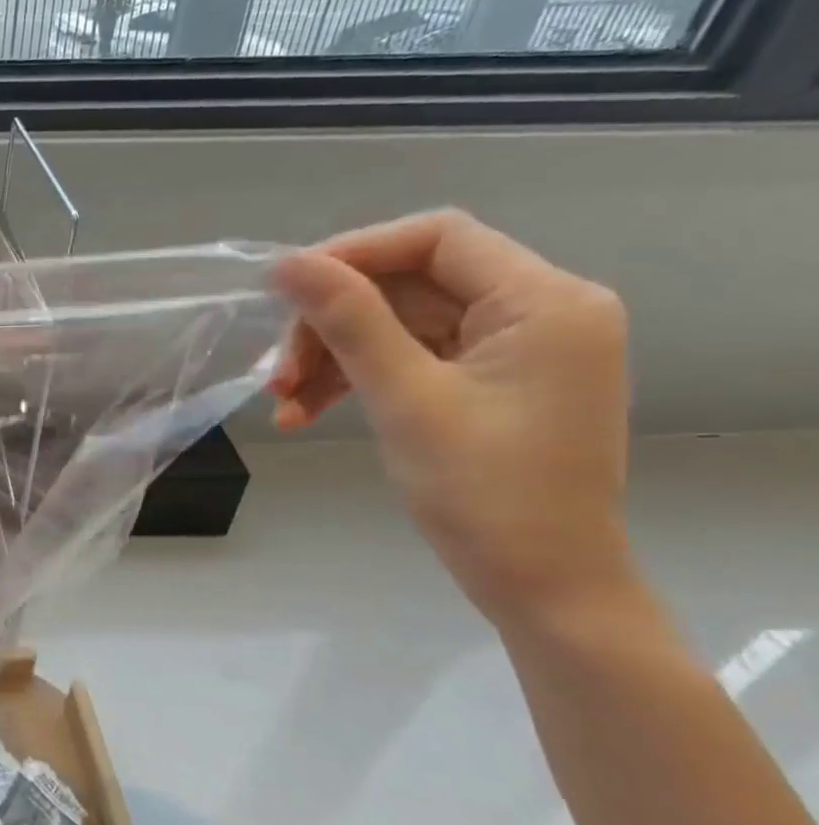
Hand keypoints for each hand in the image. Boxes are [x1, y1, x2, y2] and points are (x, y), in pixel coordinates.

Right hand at [268, 210, 632, 622]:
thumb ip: (348, 321)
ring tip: (283, 405)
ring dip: (334, 358)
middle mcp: (540, 312)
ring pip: (399, 325)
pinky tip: (307, 414)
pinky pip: (410, 359)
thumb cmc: (484, 493)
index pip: (438, 238)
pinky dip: (357, 380)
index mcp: (545, 302)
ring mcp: (515, 350)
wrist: (540, 586)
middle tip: (278, 376)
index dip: (354, 253)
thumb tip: (286, 263)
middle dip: (332, 325)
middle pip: (409, 286)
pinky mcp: (490, 382)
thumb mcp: (405, 399)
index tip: (286, 290)